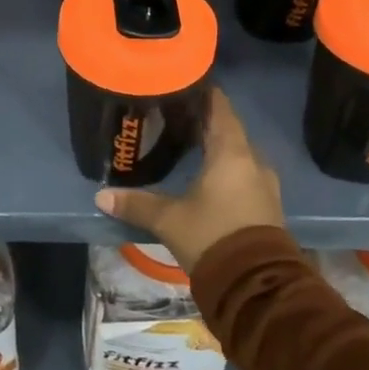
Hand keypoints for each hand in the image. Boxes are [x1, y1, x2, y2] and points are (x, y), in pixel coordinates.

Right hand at [92, 87, 283, 271]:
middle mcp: (252, 160)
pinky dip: (226, 167)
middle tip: (175, 115)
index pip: (219, 107)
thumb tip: (101, 197)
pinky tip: (207, 175)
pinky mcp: (266, 204)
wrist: (256, 285)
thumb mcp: (169, 220)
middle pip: (228, 128)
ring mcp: (264, 183)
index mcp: (232, 152)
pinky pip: (244, 172)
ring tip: (189, 142)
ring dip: (217, 145)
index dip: (203, 93)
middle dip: (204, 120)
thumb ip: (136, 204)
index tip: (181, 84)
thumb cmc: (212, 237)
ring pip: (238, 152)